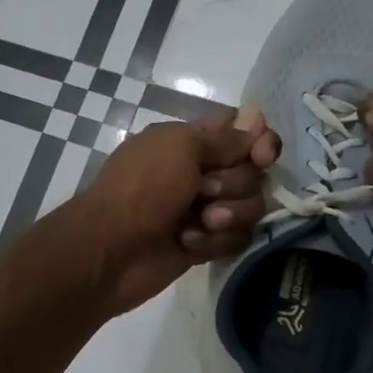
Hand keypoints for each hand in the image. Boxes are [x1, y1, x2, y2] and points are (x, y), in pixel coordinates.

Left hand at [74, 106, 279, 315]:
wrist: (110, 250)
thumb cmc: (142, 188)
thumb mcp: (180, 146)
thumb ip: (224, 137)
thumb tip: (256, 123)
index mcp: (190, 141)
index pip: (243, 132)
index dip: (260, 142)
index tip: (263, 155)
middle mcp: (200, 172)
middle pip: (253, 173)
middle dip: (235, 185)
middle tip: (204, 191)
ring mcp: (203, 209)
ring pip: (250, 208)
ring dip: (228, 216)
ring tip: (199, 224)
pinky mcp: (204, 243)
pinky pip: (237, 239)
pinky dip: (215, 242)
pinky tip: (188, 244)